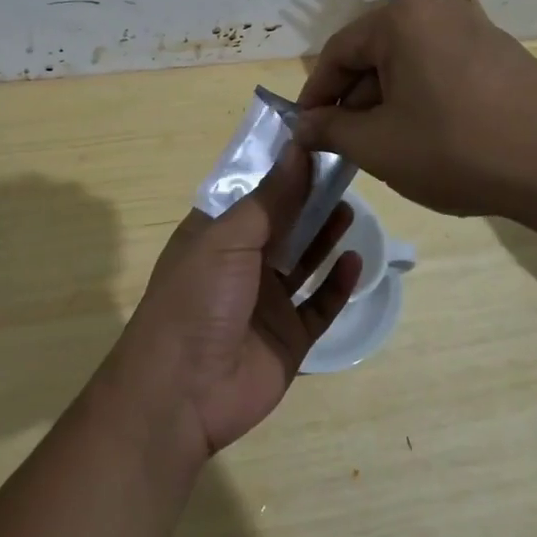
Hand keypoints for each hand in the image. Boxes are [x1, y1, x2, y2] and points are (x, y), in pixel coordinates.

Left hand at [101, 143, 362, 465]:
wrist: (182, 392)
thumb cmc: (197, 299)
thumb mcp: (228, 239)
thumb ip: (270, 198)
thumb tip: (299, 147)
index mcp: (216, 235)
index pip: (252, 193)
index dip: (282, 170)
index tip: (316, 143)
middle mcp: (241, 264)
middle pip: (282, 224)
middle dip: (309, 200)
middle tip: (344, 172)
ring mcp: (265, 303)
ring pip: (302, 262)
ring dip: (324, 236)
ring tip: (350, 207)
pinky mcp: (288, 338)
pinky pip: (319, 306)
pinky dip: (337, 285)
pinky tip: (354, 261)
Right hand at [293, 0, 536, 217]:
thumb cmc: (455, 150)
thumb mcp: (378, 146)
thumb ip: (329, 130)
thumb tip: (302, 125)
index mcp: (401, 19)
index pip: (337, 52)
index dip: (315, 94)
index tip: (307, 130)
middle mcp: (437, 8)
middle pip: (375, 52)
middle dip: (354, 98)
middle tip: (347, 142)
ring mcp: (476, 25)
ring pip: (409, 60)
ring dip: (388, 98)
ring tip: (389, 143)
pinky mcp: (502, 50)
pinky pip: (443, 66)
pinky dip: (424, 94)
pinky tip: (431, 133)